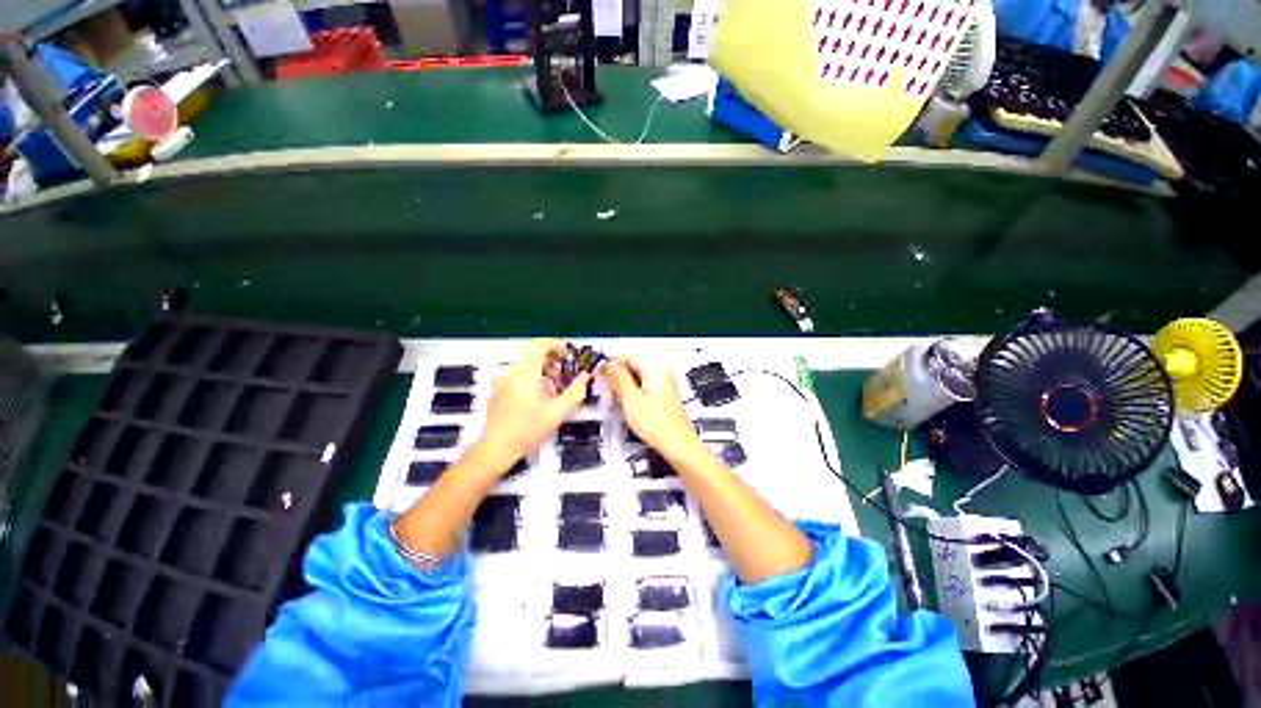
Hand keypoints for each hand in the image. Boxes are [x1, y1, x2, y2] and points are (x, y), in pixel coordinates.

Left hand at [478, 339, 589, 468]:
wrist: (497, 448)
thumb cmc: (526, 430)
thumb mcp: (558, 411)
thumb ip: (575, 391)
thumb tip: (584, 377)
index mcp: (526, 373)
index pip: (541, 345)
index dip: (557, 346)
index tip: (568, 354)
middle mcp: (513, 374)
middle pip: (535, 356)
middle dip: (554, 362)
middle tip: (566, 374)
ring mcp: (504, 383)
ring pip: (527, 367)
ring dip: (545, 372)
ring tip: (556, 389)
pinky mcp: (500, 392)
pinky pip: (519, 378)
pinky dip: (533, 380)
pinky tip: (541, 398)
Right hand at [601, 357, 700, 457]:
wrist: (676, 444)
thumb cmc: (659, 425)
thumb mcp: (630, 400)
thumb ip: (618, 379)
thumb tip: (609, 366)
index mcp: (655, 370)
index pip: (628, 356)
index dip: (610, 364)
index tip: (600, 373)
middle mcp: (661, 374)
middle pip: (632, 366)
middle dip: (617, 376)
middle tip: (608, 388)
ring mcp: (663, 385)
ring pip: (636, 378)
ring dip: (624, 386)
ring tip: (619, 400)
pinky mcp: (662, 396)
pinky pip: (643, 388)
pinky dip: (633, 394)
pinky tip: (630, 406)